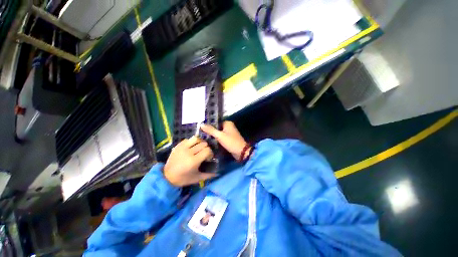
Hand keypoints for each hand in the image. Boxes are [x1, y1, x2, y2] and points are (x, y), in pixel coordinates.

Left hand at [164, 136, 215, 186]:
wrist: (166, 177)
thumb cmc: (183, 178)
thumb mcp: (196, 178)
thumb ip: (208, 175)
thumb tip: (217, 173)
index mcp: (194, 161)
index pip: (207, 150)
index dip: (210, 153)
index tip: (208, 158)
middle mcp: (188, 152)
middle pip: (203, 143)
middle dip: (206, 148)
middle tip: (203, 153)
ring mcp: (182, 147)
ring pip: (196, 138)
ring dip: (199, 142)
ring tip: (198, 148)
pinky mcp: (178, 145)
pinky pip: (188, 139)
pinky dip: (191, 142)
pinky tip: (191, 147)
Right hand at [200, 121, 250, 160]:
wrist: (241, 152)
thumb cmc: (231, 142)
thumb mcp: (220, 136)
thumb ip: (211, 130)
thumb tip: (201, 125)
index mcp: (227, 123)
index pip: (215, 122)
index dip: (208, 124)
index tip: (200, 127)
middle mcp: (228, 126)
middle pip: (216, 127)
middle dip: (210, 130)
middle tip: (200, 133)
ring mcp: (229, 133)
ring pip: (218, 133)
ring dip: (212, 135)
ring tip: (202, 137)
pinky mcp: (228, 139)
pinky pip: (221, 137)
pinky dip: (216, 139)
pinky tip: (209, 141)